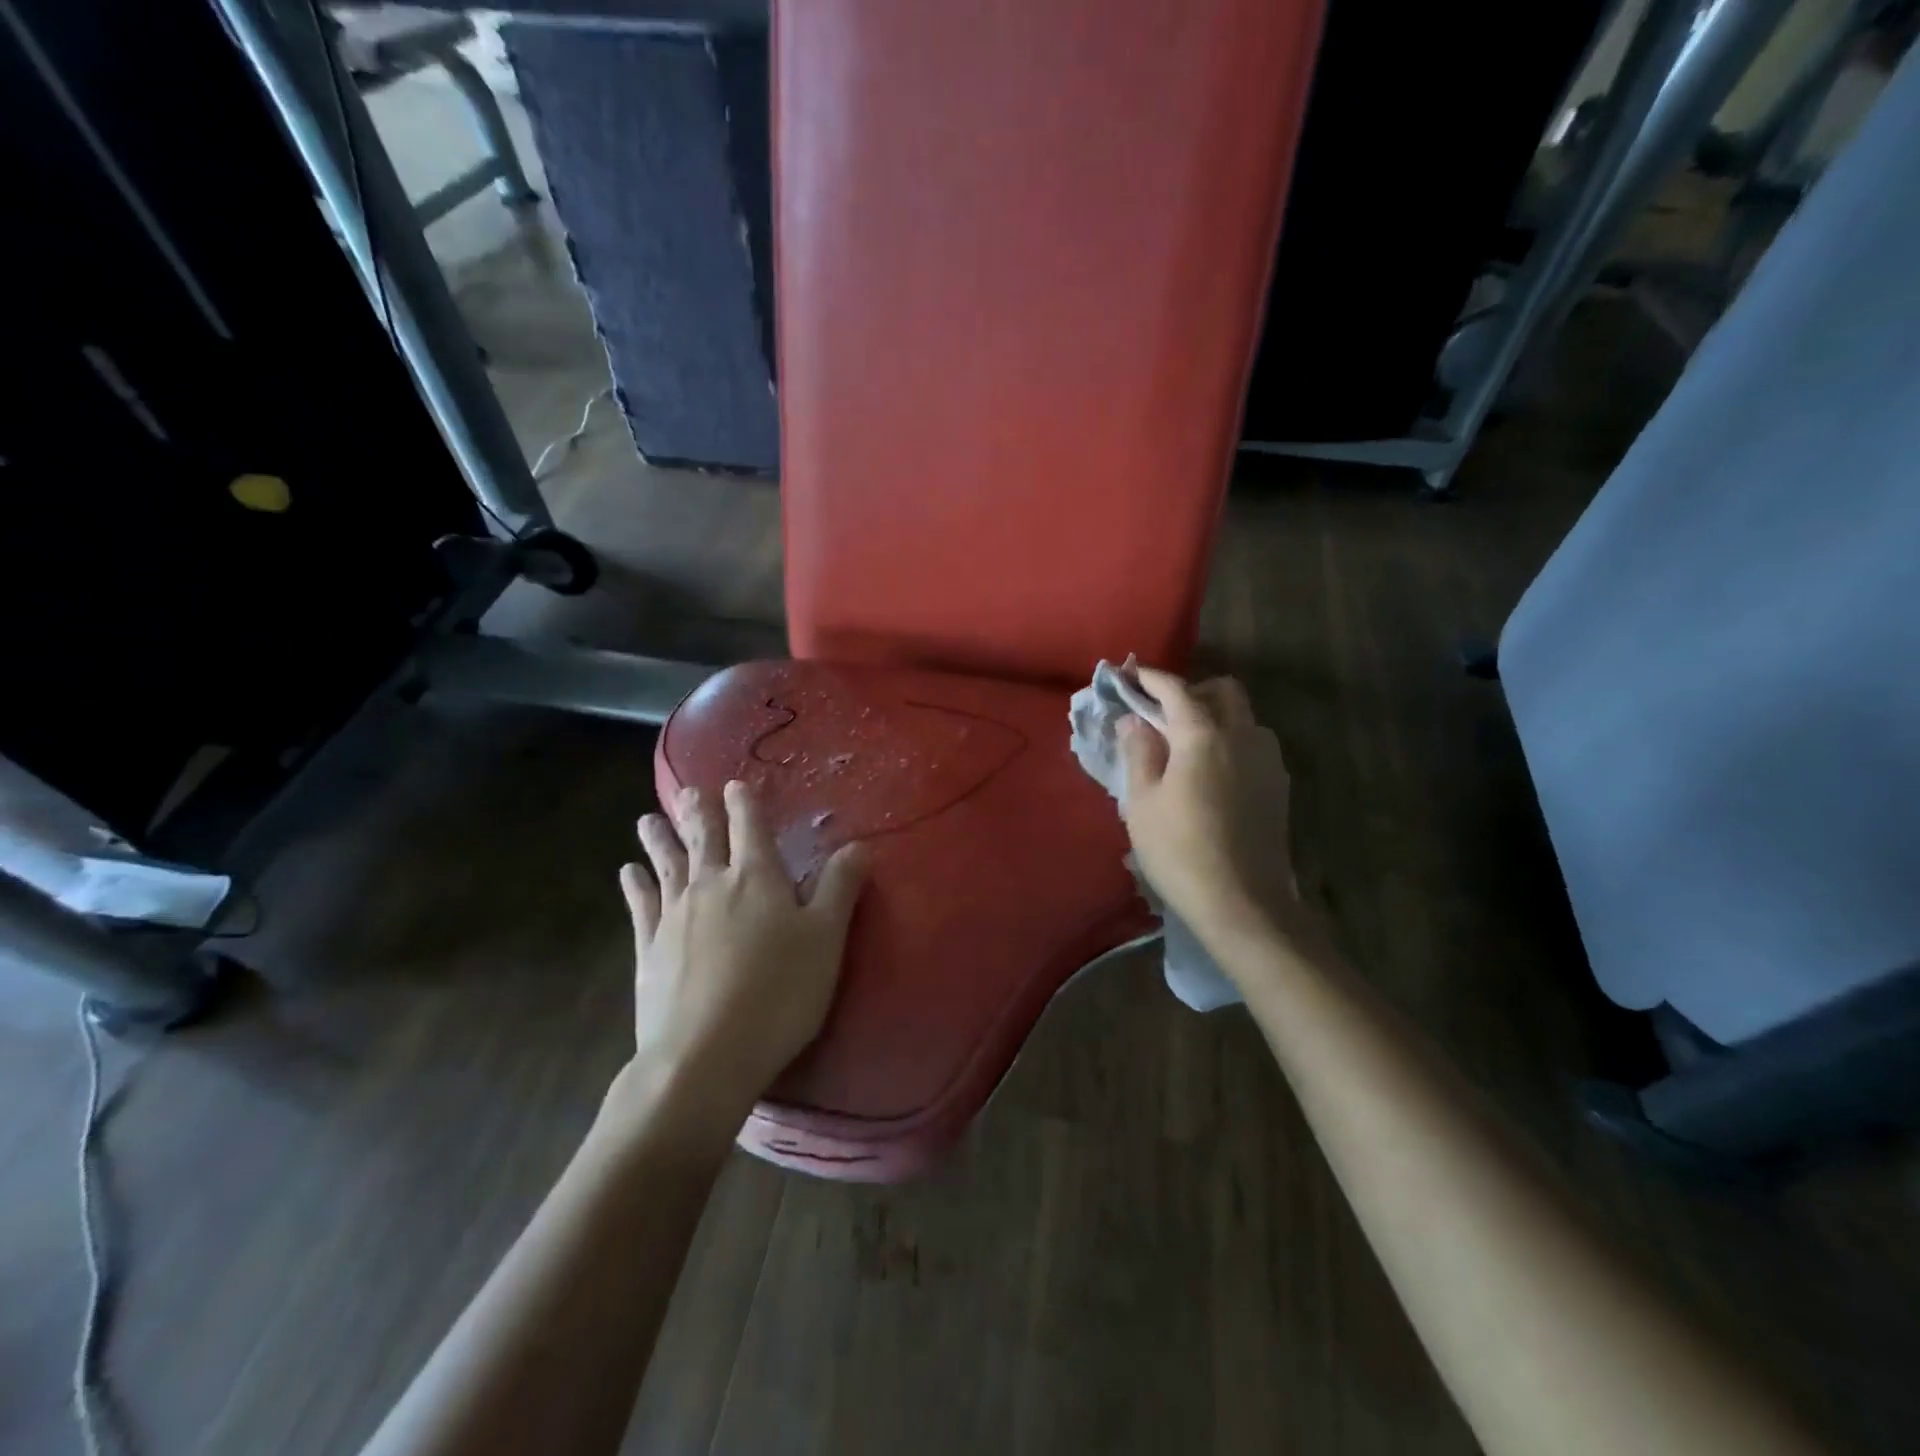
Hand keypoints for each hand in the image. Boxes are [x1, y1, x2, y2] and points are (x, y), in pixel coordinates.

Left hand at [615, 781, 869, 1126]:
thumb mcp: (826, 939)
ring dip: (660, 838)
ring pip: (666, 864)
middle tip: (688, 790)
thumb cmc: (779, 992)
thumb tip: (860, 844)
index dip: (744, 802)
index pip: (749, 826)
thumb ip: (841, 887)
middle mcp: (711, 884)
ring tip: (647, 818)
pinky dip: (634, 885)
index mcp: (757, 877)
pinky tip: (627, 873)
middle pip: (703, 837)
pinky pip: (640, 905)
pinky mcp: (649, 948)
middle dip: (698, 811)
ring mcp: (674, 915)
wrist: (705, 1054)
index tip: (735, 783)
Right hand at [1118, 668, 1309, 949]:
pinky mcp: (1278, 785)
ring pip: (1244, 717)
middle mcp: (1243, 736)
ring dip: (1215, 715)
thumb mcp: (1142, 802)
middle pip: (1223, 691)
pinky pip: (1254, 744)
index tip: (1128, 675)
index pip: (1175, 690)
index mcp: (1204, 736)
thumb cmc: (1179, 851)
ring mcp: (1267, 761)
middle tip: (1162, 713)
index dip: (1150, 678)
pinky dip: (1231, 741)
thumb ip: (1139, 752)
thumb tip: (1134, 720)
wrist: (1243, 903)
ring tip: (1186, 745)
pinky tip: (1211, 772)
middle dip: (1191, 690)